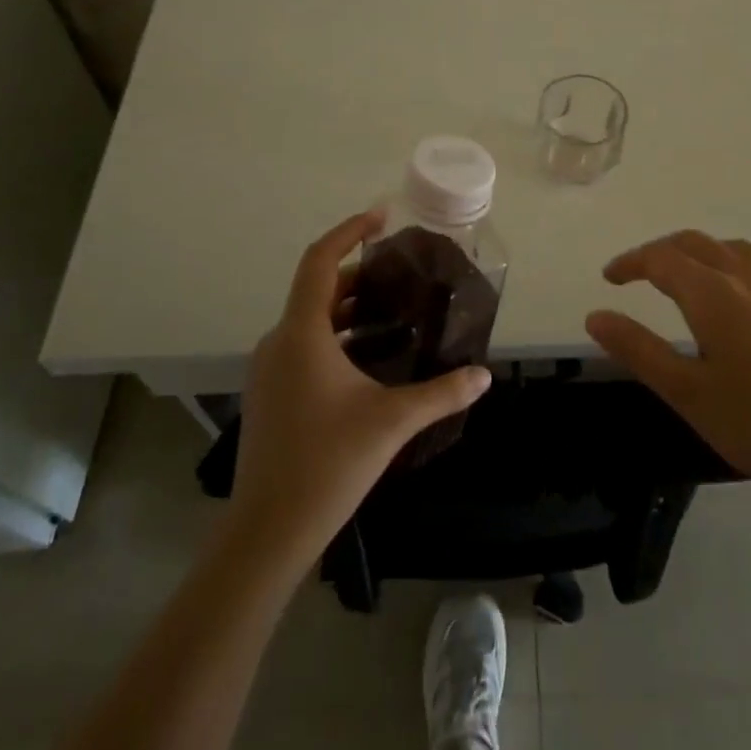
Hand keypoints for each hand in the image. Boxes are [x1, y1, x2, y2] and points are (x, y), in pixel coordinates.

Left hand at [229, 210, 491, 564]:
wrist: (267, 532)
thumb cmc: (327, 464)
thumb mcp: (392, 422)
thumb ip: (442, 393)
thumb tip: (484, 375)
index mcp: (302, 334)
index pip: (320, 261)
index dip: (349, 231)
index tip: (381, 217)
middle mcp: (279, 341)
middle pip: (318, 288)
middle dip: (359, 273)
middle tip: (401, 273)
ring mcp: (269, 370)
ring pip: (310, 319)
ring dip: (348, 307)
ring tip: (391, 309)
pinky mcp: (270, 394)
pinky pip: (303, 344)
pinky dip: (335, 334)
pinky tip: (367, 357)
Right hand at [586, 230, 750, 525]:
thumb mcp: (687, 394)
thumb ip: (638, 349)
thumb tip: (595, 315)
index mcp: (714, 295)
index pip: (661, 259)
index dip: (631, 263)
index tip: (611, 278)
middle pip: (699, 244)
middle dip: (664, 252)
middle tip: (643, 274)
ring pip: (741, 251)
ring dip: (708, 254)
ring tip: (696, 278)